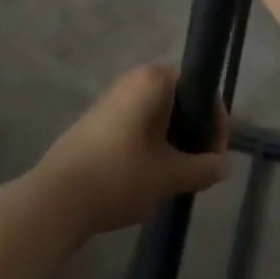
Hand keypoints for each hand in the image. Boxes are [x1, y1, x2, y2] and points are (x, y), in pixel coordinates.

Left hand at [29, 65, 230, 239]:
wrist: (56, 199)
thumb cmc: (121, 176)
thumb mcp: (171, 176)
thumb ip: (205, 168)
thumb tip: (223, 165)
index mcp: (154, 80)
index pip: (201, 88)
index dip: (215, 122)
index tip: (216, 157)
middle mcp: (134, 80)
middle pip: (181, 101)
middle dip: (195, 134)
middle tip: (199, 171)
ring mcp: (113, 100)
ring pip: (159, 116)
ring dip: (174, 143)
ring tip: (176, 179)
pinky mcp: (98, 122)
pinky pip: (139, 126)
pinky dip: (152, 146)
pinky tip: (149, 178)